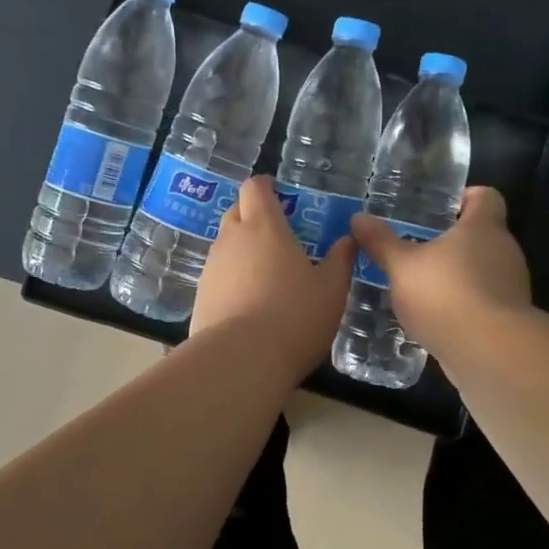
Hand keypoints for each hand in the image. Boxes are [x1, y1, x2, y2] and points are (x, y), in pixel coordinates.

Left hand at [190, 176, 355, 379]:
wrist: (239, 361)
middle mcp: (232, 239)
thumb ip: (341, 260)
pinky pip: (218, 275)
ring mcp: (212, 267)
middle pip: (237, 212)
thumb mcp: (332, 290)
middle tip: (278, 234)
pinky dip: (233, 278)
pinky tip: (249, 302)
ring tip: (267, 273)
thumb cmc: (294, 317)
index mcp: (264, 227)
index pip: (255, 188)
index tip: (279, 194)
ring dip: (243, 250)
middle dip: (254, 215)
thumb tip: (348, 239)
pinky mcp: (200, 296)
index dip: (265, 186)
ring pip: (226, 245)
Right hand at [350, 187, 530, 355]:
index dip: (464, 198)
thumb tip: (358, 218)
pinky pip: (484, 301)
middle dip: (452, 241)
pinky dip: (463, 304)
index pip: (486, 196)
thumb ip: (381, 242)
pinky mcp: (509, 319)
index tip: (439, 209)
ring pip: (483, 270)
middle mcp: (504, 251)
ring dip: (457, 275)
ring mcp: (511, 286)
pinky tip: (435, 318)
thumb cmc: (446, 294)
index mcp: (483, 227)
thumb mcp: (402, 266)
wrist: (490, 354)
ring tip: (421, 285)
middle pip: (482, 234)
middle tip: (417, 247)